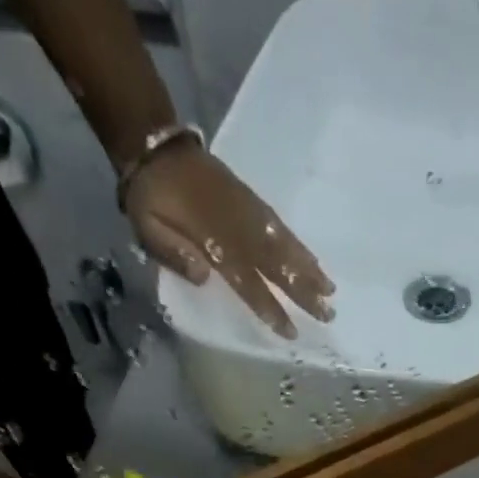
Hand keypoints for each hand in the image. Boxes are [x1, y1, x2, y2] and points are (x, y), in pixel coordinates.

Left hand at [126, 143, 334, 339]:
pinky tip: (315, 263)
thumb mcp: (147, 227)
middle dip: (302, 291)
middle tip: (327, 314)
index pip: (247, 281)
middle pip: (275, 265)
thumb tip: (205, 276)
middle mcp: (238, 228)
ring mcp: (248, 212)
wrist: (156, 147)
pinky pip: (281, 228)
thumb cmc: (151, 198)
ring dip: (309, 270)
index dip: (268, 306)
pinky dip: (300, 247)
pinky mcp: (252, 202)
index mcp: (213, 240)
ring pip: (284, 246)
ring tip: (331, 291)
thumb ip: (173, 253)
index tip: (290, 330)